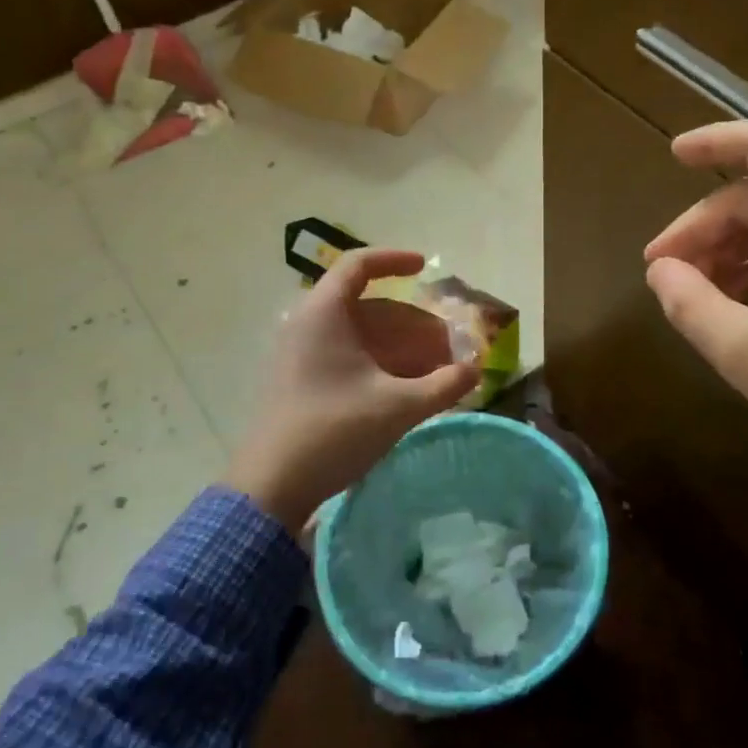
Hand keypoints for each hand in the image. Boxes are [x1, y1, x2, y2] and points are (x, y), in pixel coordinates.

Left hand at [224, 248, 479, 528]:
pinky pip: (348, 356)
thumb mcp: (398, 407)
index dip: (395, 261)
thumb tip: (476, 369)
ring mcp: (301, 354)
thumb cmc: (333, 432)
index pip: (359, 265)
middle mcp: (308, 324)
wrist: (271, 486)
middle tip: (448, 346)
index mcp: (324, 314)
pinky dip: (381, 364)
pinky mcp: (301, 380)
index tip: (426, 268)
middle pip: (369, 307)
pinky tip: (408, 389)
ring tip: (437, 371)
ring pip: (360, 335)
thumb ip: (443, 385)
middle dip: (413, 324)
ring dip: (401, 348)